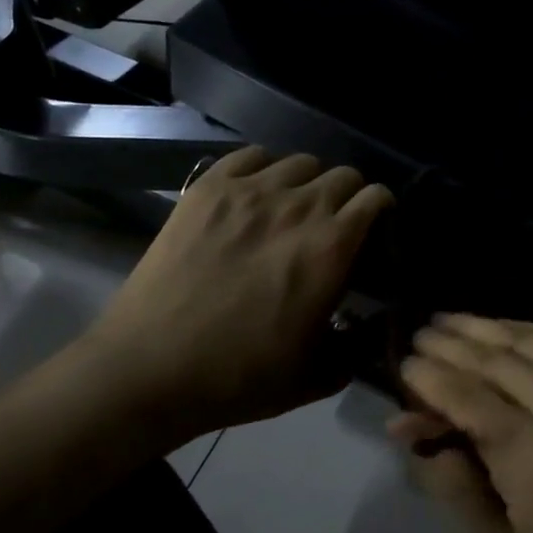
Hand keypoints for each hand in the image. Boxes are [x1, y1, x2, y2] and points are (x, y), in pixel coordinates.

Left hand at [75, 147, 392, 434]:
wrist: (151, 369)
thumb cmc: (240, 377)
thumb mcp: (318, 375)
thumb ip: (357, 345)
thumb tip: (372, 325)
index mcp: (332, 248)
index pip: (375, 198)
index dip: (382, 210)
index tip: (375, 229)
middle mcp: (298, 207)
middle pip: (343, 174)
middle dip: (350, 196)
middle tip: (336, 224)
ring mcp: (249, 192)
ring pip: (301, 161)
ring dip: (310, 181)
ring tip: (295, 207)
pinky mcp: (207, 189)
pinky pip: (252, 155)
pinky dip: (266, 168)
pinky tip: (258, 193)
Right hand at [394, 315, 532, 532]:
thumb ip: (453, 493)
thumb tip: (410, 427)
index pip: (473, 401)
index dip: (432, 377)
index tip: (402, 364)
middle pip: (501, 362)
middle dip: (453, 344)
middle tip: (419, 335)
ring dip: (487, 328)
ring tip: (449, 321)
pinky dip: (529, 332)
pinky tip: (502, 330)